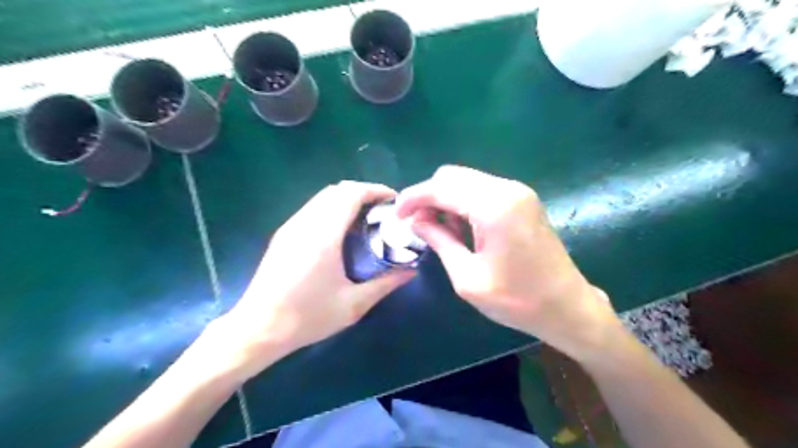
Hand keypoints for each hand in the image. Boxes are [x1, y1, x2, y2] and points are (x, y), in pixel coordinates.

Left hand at [204, 183, 414, 380]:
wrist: (258, 329)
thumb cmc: (308, 317)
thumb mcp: (353, 305)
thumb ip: (385, 284)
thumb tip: (411, 271)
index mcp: (324, 236)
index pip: (350, 194)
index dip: (374, 190)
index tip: (392, 200)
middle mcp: (305, 223)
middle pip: (336, 190)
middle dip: (363, 192)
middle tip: (382, 210)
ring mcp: (291, 227)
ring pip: (322, 197)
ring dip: (346, 199)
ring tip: (365, 218)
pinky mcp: (283, 234)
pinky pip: (312, 208)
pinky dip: (331, 208)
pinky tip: (340, 231)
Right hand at [396, 166, 619, 362]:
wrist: (567, 307)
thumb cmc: (517, 300)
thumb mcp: (468, 278)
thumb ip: (439, 241)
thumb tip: (415, 221)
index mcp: (494, 206)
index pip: (441, 187)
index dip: (413, 198)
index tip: (396, 214)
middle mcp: (507, 189)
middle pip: (452, 175)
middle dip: (429, 196)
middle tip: (418, 225)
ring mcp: (518, 192)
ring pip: (466, 180)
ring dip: (446, 199)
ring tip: (441, 231)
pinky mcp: (522, 200)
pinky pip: (482, 190)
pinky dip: (464, 203)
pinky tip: (462, 227)